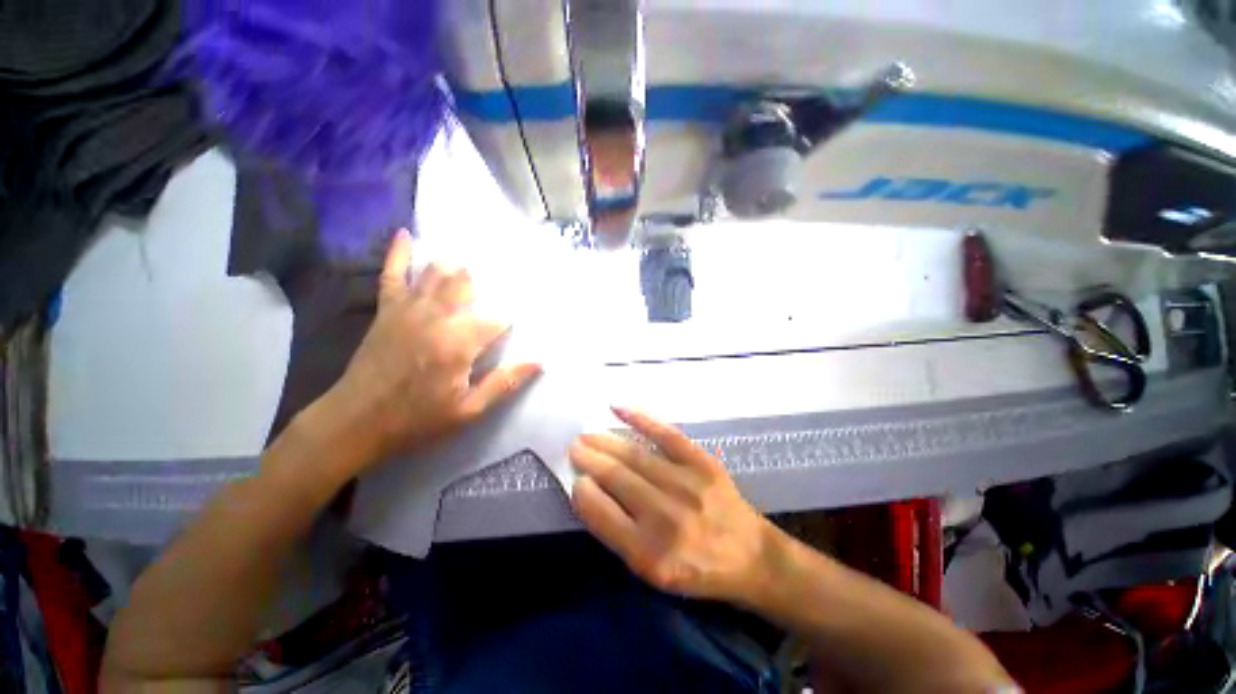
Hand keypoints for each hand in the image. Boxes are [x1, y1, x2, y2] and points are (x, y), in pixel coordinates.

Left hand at [324, 229, 540, 468]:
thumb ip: (504, 382)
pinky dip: (399, 254)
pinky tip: (406, 234)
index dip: (509, 321)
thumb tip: (538, 362)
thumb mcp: (469, 410)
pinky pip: (392, 275)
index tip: (517, 323)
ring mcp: (408, 310)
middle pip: (467, 287)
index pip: (497, 320)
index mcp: (459, 344)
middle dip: (484, 286)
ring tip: (471, 264)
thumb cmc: (417, 420)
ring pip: (436, 275)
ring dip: (456, 268)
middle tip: (499, 284)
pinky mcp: (387, 311)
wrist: (355, 421)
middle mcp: (436, 318)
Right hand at [569, 407, 776, 603]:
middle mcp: (666, 518)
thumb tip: (588, 492)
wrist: (750, 555)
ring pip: (635, 455)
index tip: (574, 477)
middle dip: (590, 458)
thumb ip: (617, 534)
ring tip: (588, 434)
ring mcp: (686, 485)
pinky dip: (640, 418)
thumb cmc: (696, 568)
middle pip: (617, 478)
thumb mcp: (651, 572)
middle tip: (574, 446)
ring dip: (606, 442)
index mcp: (650, 555)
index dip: (583, 491)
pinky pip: (666, 434)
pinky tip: (618, 409)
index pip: (602, 514)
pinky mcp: (702, 462)